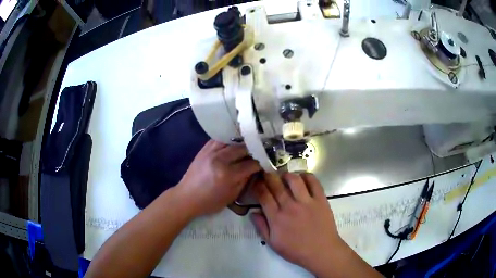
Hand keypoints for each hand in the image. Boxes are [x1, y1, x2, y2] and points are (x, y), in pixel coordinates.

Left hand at [177, 140, 260, 216]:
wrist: (187, 197)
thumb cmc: (210, 202)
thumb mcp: (232, 195)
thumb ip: (245, 180)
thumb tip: (255, 169)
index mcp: (228, 175)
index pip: (251, 164)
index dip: (262, 162)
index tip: (267, 161)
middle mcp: (220, 160)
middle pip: (243, 148)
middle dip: (254, 149)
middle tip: (261, 150)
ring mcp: (210, 152)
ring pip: (232, 140)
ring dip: (242, 141)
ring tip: (250, 142)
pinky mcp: (204, 149)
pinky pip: (219, 138)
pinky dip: (229, 139)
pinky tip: (235, 141)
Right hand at [250, 173, 345, 275]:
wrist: (321, 251)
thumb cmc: (296, 250)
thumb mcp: (273, 243)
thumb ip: (261, 227)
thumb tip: (253, 212)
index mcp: (276, 218)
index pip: (263, 196)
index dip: (258, 186)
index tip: (256, 181)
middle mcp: (290, 206)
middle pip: (276, 185)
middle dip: (269, 176)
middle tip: (267, 174)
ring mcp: (306, 202)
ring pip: (294, 180)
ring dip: (287, 175)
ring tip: (284, 176)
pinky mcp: (320, 200)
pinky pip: (313, 182)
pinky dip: (307, 176)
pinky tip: (302, 178)